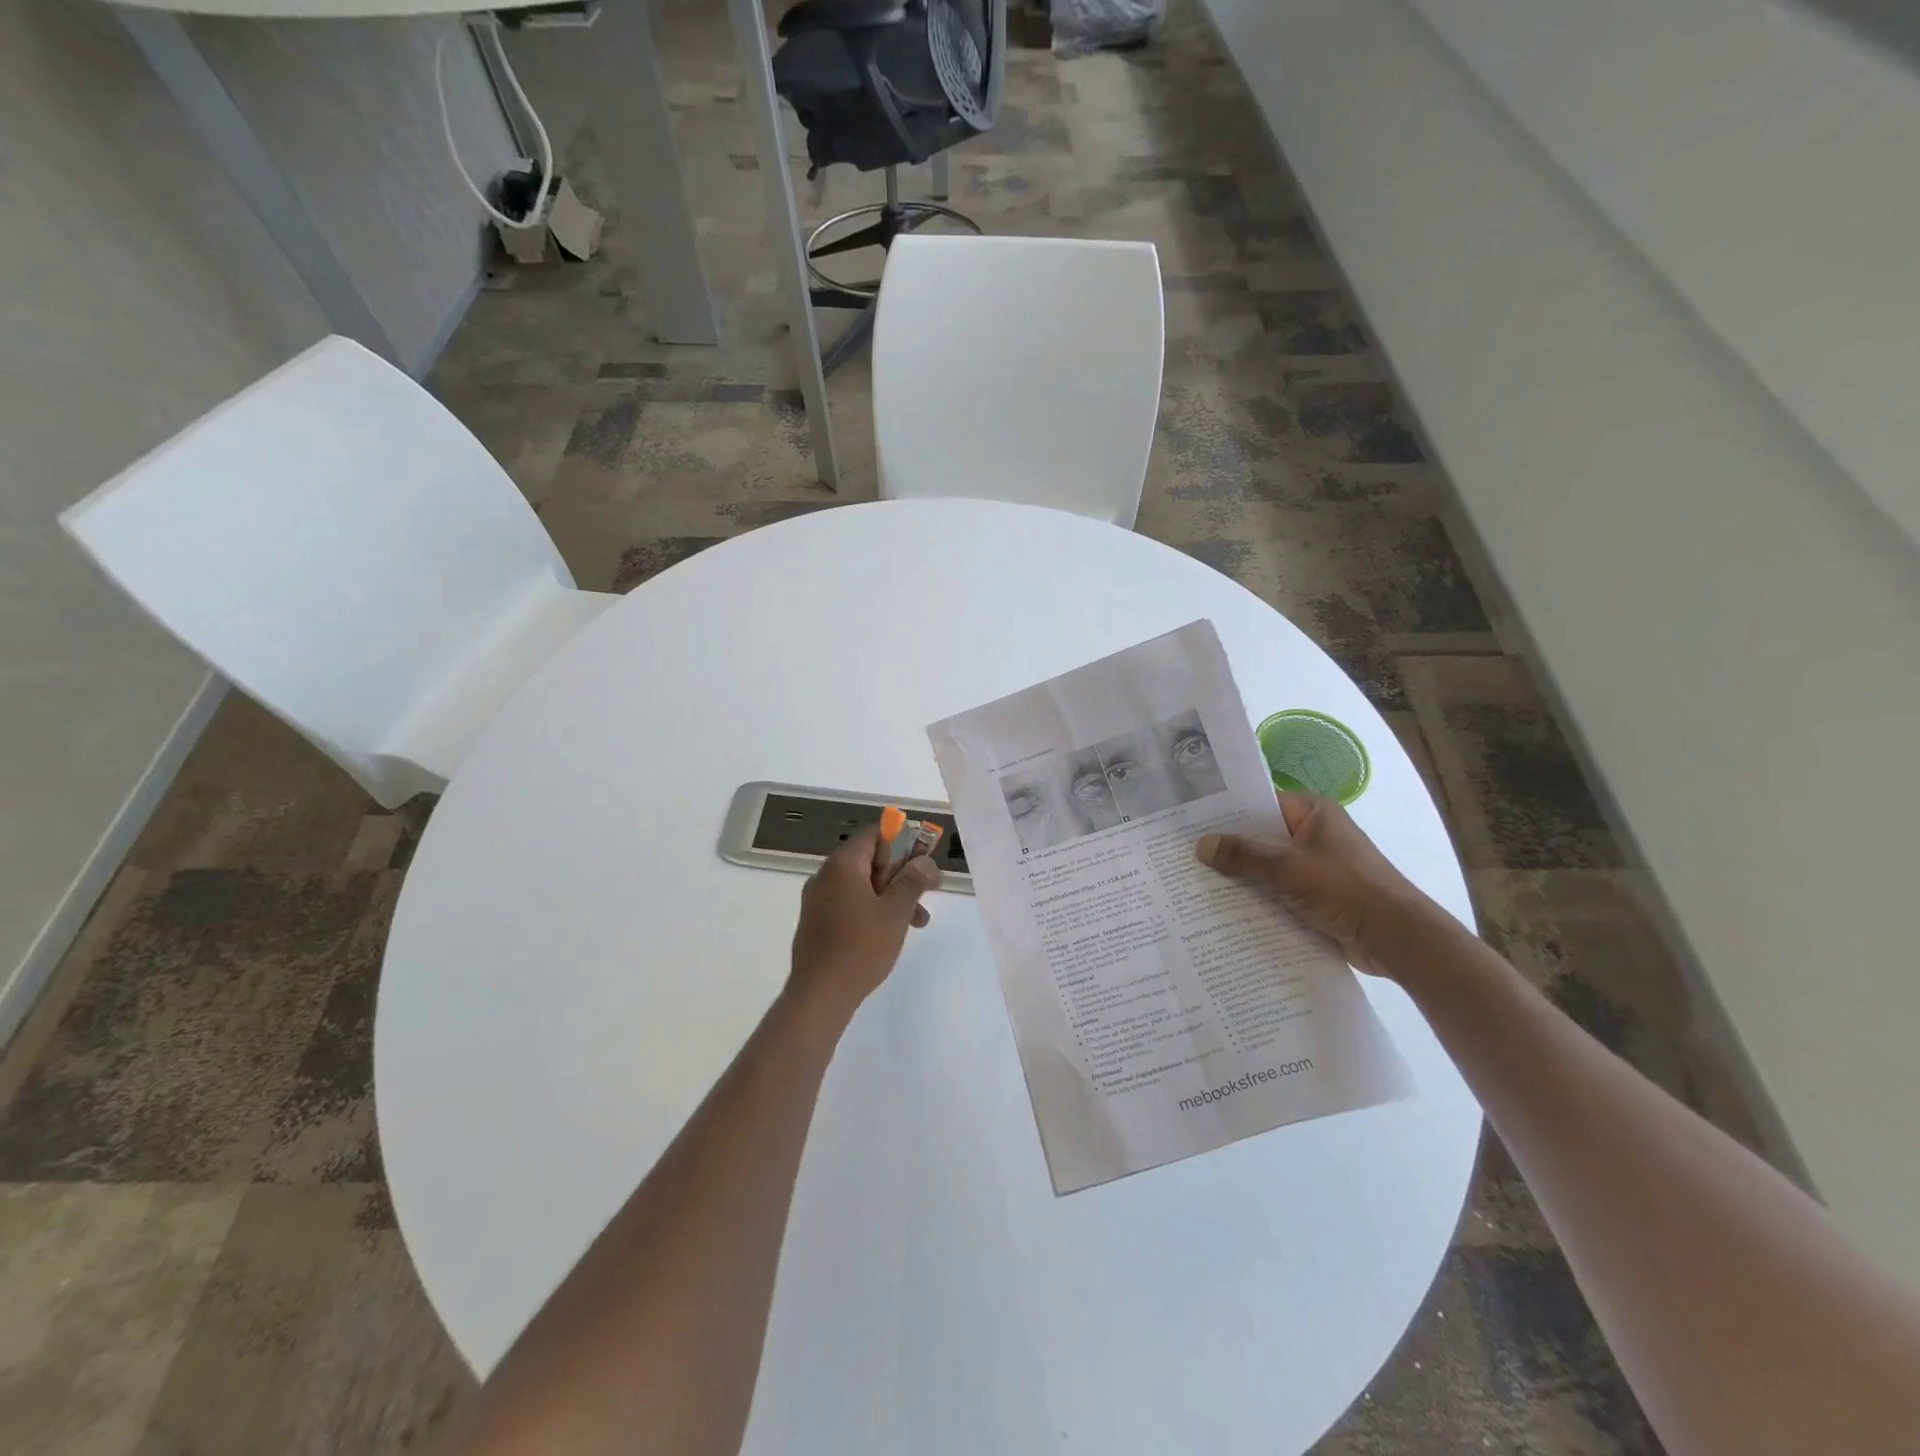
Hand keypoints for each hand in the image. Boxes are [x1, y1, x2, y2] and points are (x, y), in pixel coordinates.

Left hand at [788, 826, 940, 1020]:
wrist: (819, 995)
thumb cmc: (861, 947)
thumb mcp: (895, 911)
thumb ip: (912, 880)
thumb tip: (924, 861)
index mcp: (842, 864)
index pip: (875, 834)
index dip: (903, 842)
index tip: (924, 862)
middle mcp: (826, 875)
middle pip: (870, 860)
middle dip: (902, 874)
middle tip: (929, 890)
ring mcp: (818, 900)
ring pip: (863, 886)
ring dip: (892, 896)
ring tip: (919, 921)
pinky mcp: (817, 923)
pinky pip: (850, 904)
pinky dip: (873, 910)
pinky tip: (891, 932)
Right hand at [1195, 793, 1446, 978]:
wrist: (1396, 939)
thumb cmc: (1345, 889)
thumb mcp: (1288, 867)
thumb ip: (1244, 855)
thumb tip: (1201, 844)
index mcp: (1313, 812)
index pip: (1260, 802)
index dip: (1226, 809)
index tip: (1189, 817)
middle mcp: (1313, 834)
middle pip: (1260, 835)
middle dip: (1227, 846)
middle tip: (1182, 850)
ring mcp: (1315, 867)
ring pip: (1266, 866)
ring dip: (1240, 876)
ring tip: (1193, 879)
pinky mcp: (1316, 896)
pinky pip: (1277, 891)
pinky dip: (1256, 897)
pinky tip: (1223, 907)